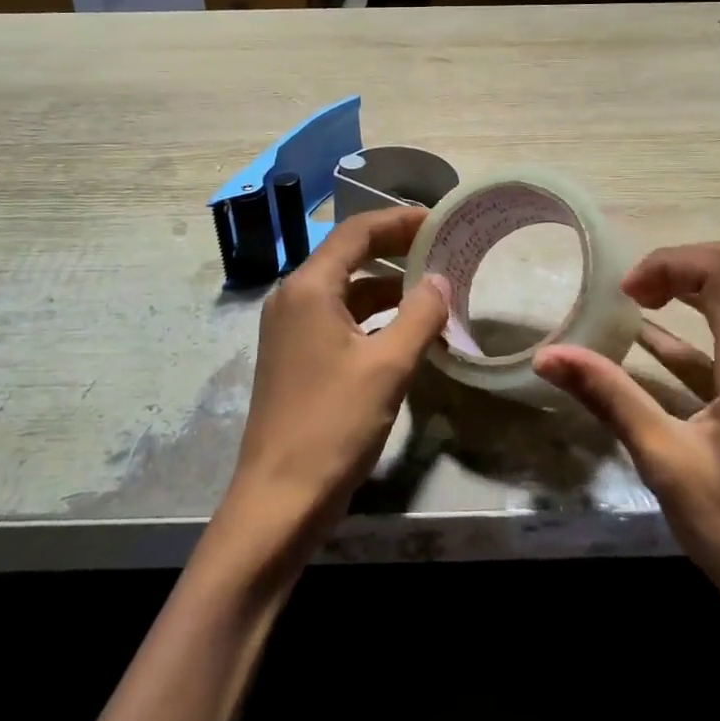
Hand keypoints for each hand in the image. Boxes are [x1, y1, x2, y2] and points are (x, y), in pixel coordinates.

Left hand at [222, 207, 448, 547]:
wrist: (278, 500)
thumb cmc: (333, 425)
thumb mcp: (388, 366)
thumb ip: (420, 315)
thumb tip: (439, 280)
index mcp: (309, 288)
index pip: (356, 231)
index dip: (399, 220)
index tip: (438, 220)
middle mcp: (294, 298)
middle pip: (348, 254)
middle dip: (395, 248)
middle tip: (441, 248)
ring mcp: (290, 328)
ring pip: (346, 289)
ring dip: (387, 285)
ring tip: (434, 288)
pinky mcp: (295, 355)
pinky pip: (339, 318)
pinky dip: (373, 316)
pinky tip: (406, 329)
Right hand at [534, 240, 719, 642]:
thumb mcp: (665, 461)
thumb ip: (608, 396)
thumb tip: (546, 355)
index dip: (668, 264)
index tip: (625, 296)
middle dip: (682, 264)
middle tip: (635, 294)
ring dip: (694, 287)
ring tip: (639, 305)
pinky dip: (701, 324)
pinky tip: (652, 344)